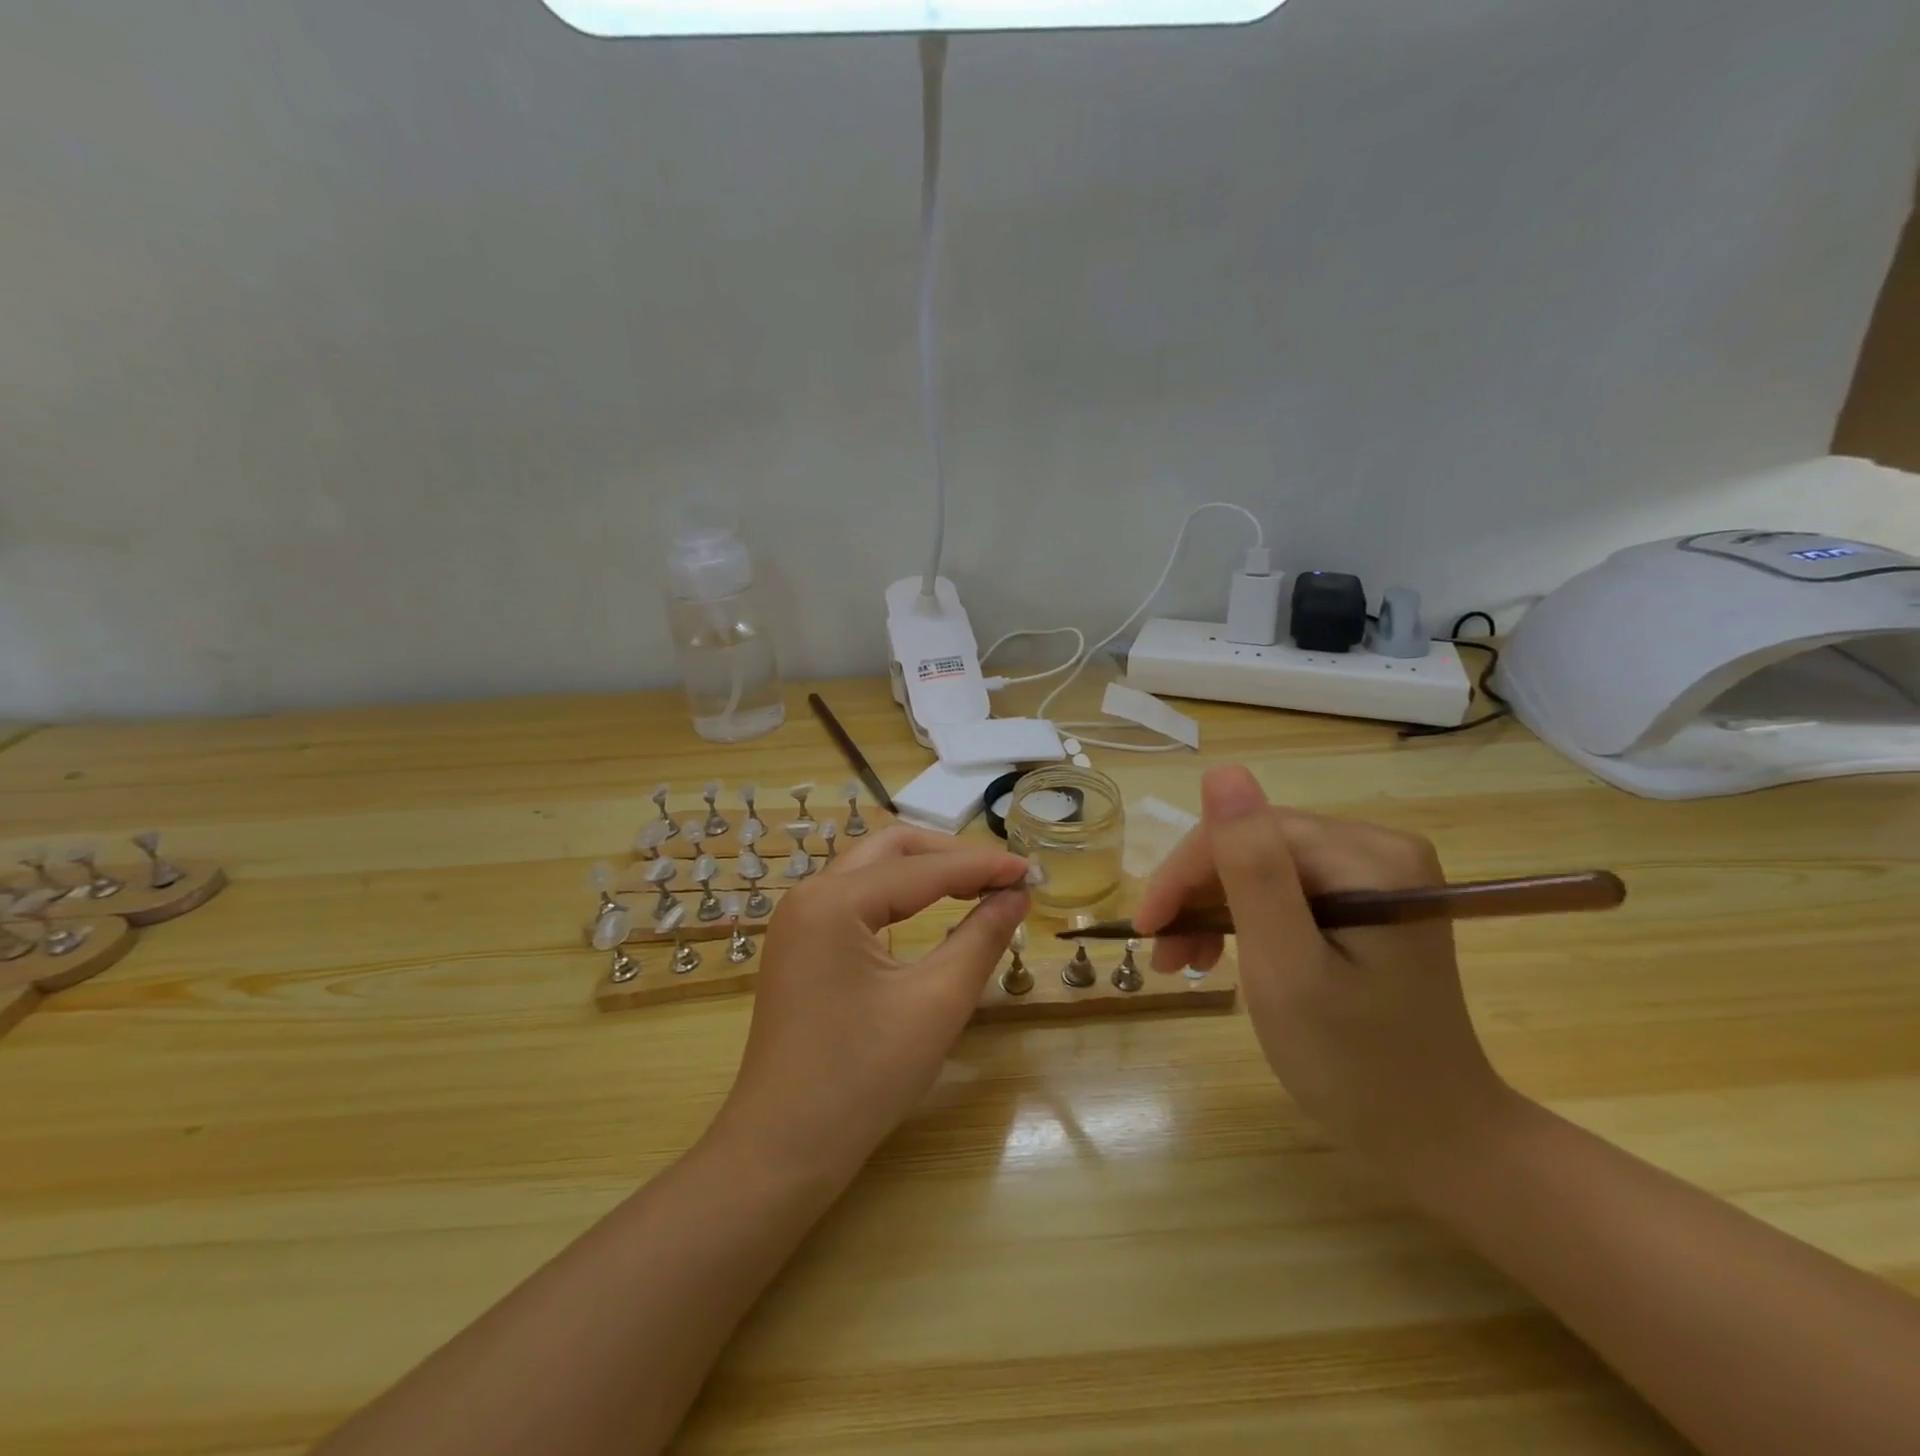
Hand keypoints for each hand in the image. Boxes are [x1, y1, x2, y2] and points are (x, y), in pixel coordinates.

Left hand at [709, 826, 1029, 1182]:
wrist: (783, 1150)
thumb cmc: (862, 1078)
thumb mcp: (936, 1004)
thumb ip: (980, 938)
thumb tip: (1016, 896)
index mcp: (834, 901)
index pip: (923, 868)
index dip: (982, 866)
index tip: (1031, 870)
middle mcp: (809, 895)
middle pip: (891, 849)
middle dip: (949, 855)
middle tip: (1000, 877)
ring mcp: (799, 920)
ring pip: (872, 869)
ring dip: (924, 872)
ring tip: (976, 888)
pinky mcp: (800, 944)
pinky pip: (856, 899)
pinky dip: (899, 896)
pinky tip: (930, 911)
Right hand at [1134, 766, 1515, 1174]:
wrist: (1436, 1138)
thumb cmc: (1354, 1064)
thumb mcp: (1286, 967)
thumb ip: (1253, 869)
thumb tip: (1222, 772)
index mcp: (1370, 858)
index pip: (1249, 833)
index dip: (1186, 874)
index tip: (1146, 928)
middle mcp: (1380, 850)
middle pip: (1255, 848)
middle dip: (1198, 898)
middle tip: (1164, 956)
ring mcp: (1377, 876)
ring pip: (1263, 869)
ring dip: (1214, 910)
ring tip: (1185, 963)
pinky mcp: (1367, 903)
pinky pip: (1285, 892)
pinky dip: (1245, 921)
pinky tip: (1223, 955)